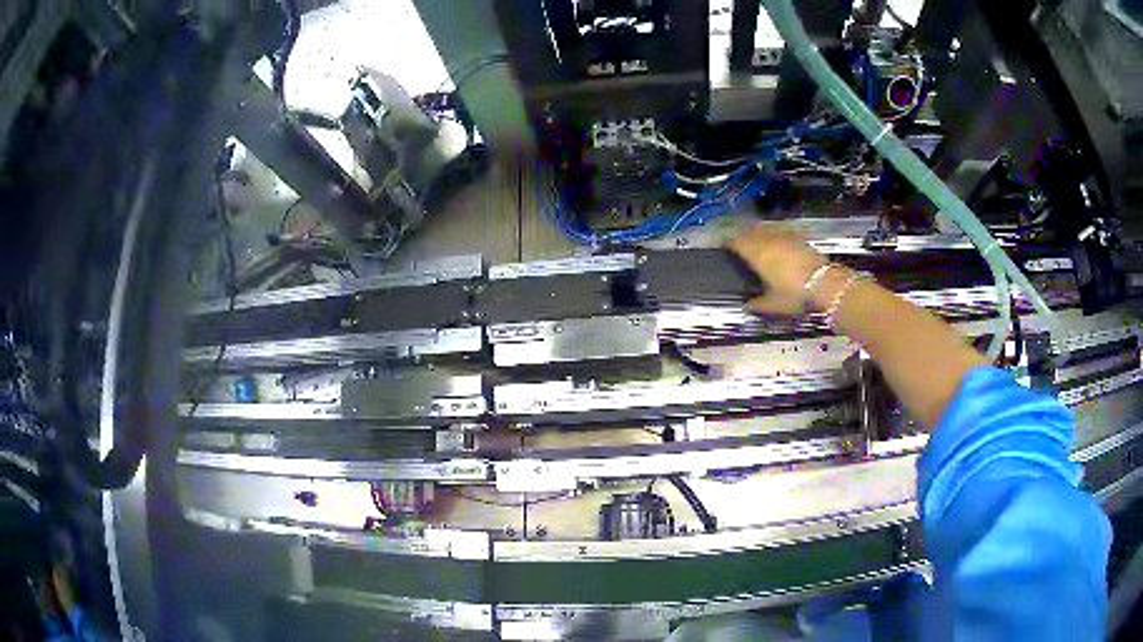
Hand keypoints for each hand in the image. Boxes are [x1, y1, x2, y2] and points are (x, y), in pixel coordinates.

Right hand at [728, 225, 827, 314]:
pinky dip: (773, 235)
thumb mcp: (774, 305)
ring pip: (764, 230)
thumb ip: (757, 304)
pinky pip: (779, 232)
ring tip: (754, 240)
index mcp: (757, 255)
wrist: (824, 282)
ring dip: (757, 233)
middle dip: (742, 236)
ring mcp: (783, 237)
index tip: (724, 246)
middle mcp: (767, 241)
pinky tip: (776, 242)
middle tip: (737, 242)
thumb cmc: (794, 293)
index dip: (728, 243)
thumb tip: (746, 305)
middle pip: (749, 232)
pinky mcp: (797, 237)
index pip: (736, 242)